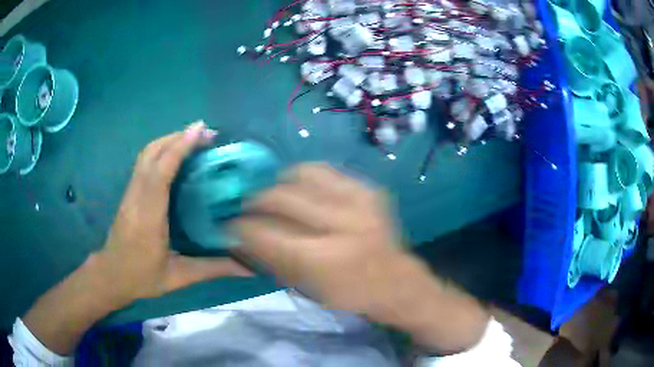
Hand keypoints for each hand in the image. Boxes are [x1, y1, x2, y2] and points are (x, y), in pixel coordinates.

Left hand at [23, 122, 252, 354]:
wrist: (111, 275)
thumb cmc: (142, 277)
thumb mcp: (179, 277)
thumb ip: (213, 269)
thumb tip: (250, 269)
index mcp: (148, 217)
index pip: (160, 172)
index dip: (179, 147)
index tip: (200, 131)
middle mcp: (137, 197)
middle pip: (152, 153)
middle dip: (178, 137)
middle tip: (207, 133)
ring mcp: (130, 192)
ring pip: (147, 154)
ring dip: (170, 139)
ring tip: (195, 138)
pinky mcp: (129, 191)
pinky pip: (145, 161)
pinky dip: (162, 149)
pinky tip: (177, 153)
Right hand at [235, 163, 488, 353]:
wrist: (396, 280)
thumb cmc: (349, 293)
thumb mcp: (306, 288)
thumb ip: (269, 259)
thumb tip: (238, 236)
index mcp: (325, 259)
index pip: (266, 233)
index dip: (241, 226)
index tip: (228, 223)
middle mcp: (343, 224)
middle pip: (281, 197)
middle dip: (255, 200)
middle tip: (246, 206)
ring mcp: (359, 201)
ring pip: (302, 174)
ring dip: (279, 183)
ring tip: (273, 195)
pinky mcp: (369, 189)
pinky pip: (326, 170)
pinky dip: (304, 176)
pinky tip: (300, 188)